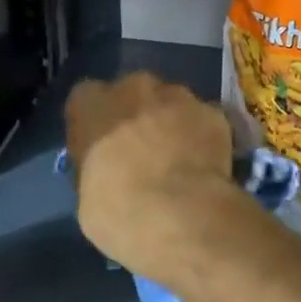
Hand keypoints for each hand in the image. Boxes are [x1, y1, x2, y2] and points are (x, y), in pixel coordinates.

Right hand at [64, 72, 237, 282]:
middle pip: (134, 92)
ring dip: (173, 122)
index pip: (86, 99)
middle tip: (143, 150)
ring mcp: (179, 96)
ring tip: (179, 158)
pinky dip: (204, 136)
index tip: (102, 146)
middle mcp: (134, 87)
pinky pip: (205, 120)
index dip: (96, 122)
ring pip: (173, 101)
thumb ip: (96, 169)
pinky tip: (205, 164)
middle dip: (137, 114)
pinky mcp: (214, 113)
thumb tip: (109, 173)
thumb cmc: (118, 210)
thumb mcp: (86, 196)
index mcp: (91, 105)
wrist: (180, 214)